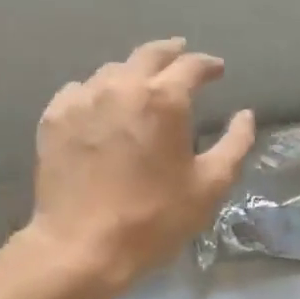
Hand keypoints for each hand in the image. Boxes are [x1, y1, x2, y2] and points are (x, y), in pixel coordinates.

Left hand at [22, 38, 255, 298]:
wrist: (81, 246)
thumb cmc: (154, 218)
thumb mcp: (210, 186)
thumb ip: (234, 145)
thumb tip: (245, 116)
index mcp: (164, 99)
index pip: (191, 65)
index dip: (208, 65)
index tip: (217, 70)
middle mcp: (121, 86)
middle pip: (149, 54)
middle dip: (171, 52)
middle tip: (181, 55)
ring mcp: (82, 99)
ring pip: (112, 70)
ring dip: (133, 73)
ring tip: (142, 85)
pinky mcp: (54, 118)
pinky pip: (79, 90)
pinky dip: (97, 92)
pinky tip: (101, 106)